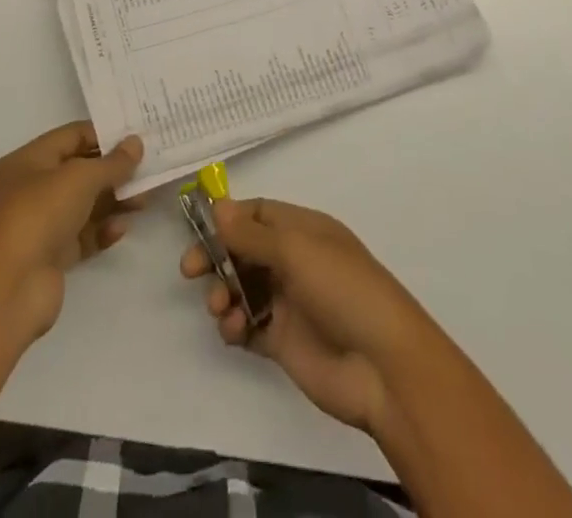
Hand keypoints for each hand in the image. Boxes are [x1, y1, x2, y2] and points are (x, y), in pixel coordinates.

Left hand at [0, 122, 143, 344]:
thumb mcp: (79, 178)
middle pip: (79, 171)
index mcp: (27, 162)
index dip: (104, 134)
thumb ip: (112, 162)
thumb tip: (135, 143)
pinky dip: (102, 231)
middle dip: (113, 170)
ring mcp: (40, 225)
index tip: (138, 137)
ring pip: (83, 205)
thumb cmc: (37, 216)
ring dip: (113, 201)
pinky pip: (82, 236)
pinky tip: (121, 229)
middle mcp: (31, 189)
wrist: (4, 292)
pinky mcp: (50, 257)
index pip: (71, 137)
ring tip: (144, 200)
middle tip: (148, 170)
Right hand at [181, 198, 433, 433]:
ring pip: (242, 288)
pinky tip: (234, 330)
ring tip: (221, 308)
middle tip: (190, 271)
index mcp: (304, 230)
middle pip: (244, 250)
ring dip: (223, 293)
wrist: (382, 365)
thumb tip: (218, 206)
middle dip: (217, 257)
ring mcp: (289, 302)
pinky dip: (234, 325)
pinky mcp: (283, 342)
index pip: (258, 213)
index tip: (199, 230)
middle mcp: (295, 261)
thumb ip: (252, 234)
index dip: (229, 219)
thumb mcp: (296, 251)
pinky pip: (248, 326)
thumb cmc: (342, 289)